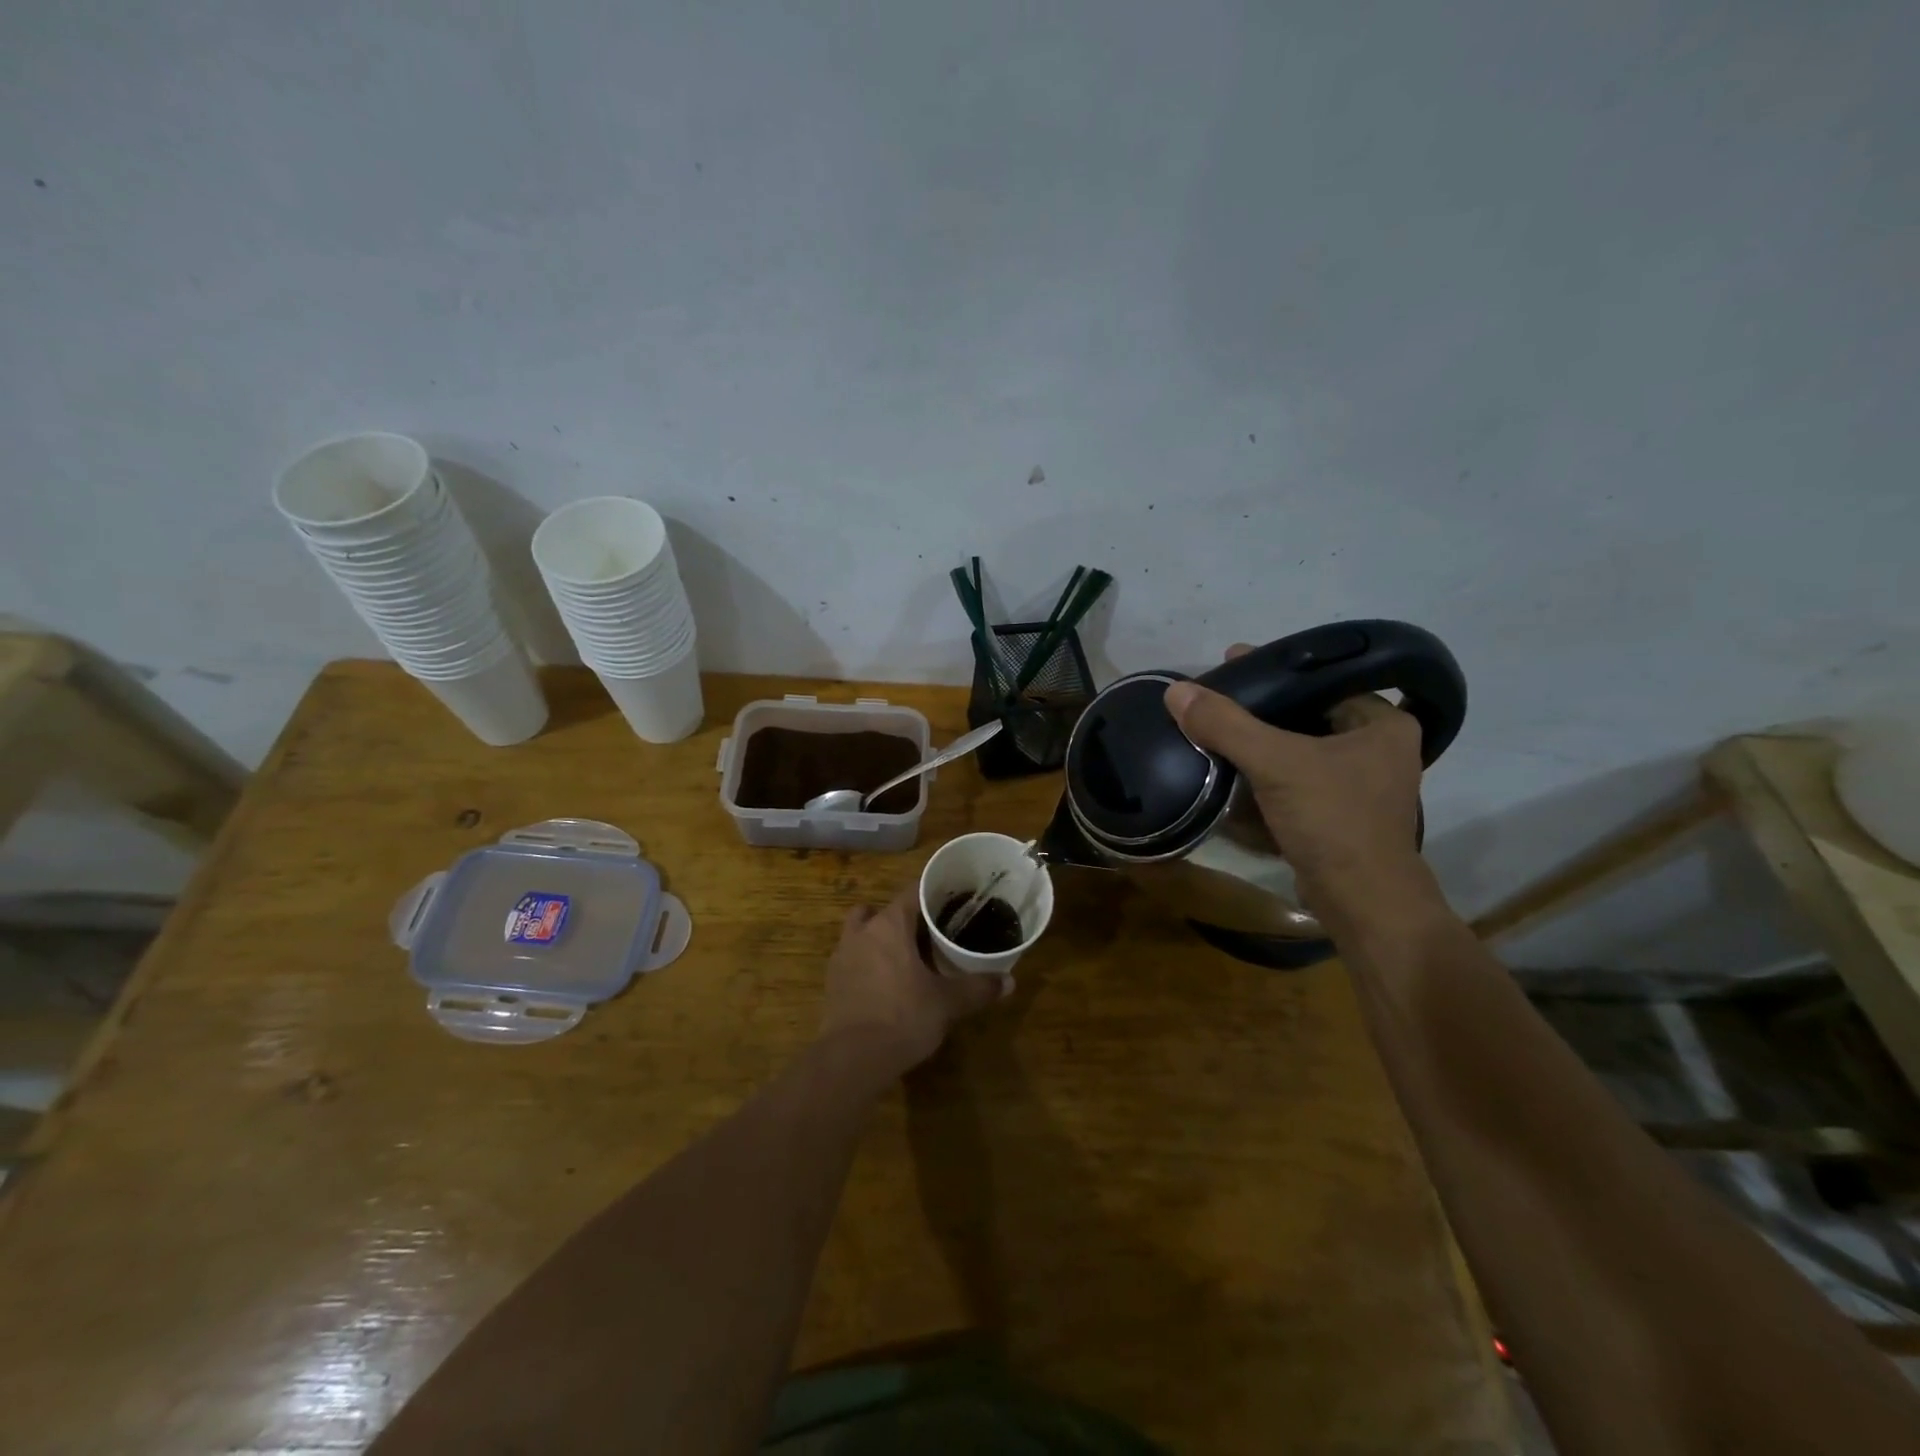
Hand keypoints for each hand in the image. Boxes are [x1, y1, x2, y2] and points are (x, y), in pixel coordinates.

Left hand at [818, 889, 1007, 1082]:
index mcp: (890, 925)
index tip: (951, 900)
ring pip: (861, 932)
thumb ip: (977, 988)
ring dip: (879, 938)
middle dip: (904, 918)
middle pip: (883, 910)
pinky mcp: (832, 983)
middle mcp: (862, 933)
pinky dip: (867, 964)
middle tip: (929, 933)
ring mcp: (842, 957)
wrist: (852, 1060)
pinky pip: (852, 959)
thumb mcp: (947, 1003)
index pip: (912, 892)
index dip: (933, 893)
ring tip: (904, 958)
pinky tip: (885, 984)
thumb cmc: (903, 1017)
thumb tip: (1009, 982)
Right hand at [1162, 645, 1435, 921]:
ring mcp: (1361, 786)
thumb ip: (1226, 725)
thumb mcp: (1275, 763)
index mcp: (1382, 724)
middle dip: (1260, 710)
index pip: (1321, 680)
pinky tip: (1231, 770)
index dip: (1273, 670)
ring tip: (1216, 729)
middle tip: (1217, 697)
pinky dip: (1267, 776)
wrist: (1361, 903)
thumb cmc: (1333, 820)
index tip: (1232, 662)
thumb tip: (1176, 691)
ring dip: (1259, 744)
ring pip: (1299, 749)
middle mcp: (1378, 749)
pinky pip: (1297, 781)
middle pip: (1306, 714)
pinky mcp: (1340, 816)